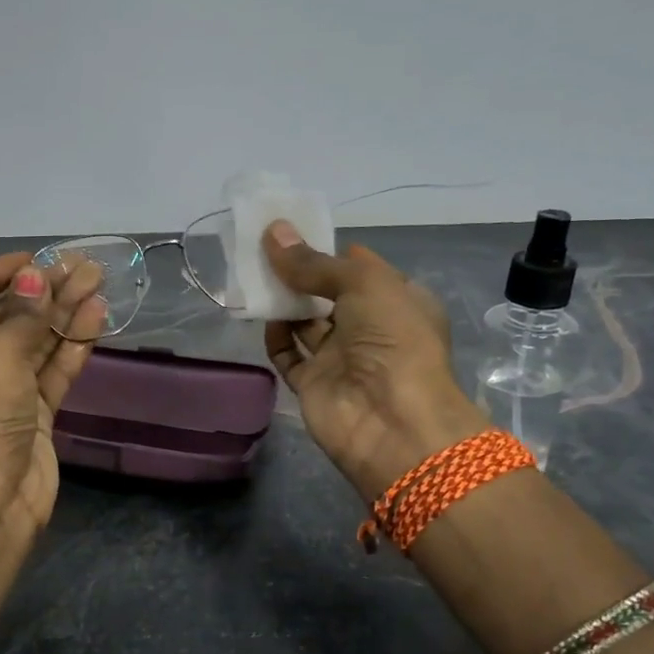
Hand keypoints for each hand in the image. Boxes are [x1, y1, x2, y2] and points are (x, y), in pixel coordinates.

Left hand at [0, 253, 106, 537]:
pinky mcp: (33, 414)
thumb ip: (24, 313)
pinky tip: (96, 315)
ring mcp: (1, 393)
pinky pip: (52, 371)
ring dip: (64, 312)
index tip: (29, 264)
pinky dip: (72, 345)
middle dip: (41, 291)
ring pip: (35, 343)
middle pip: (4, 319)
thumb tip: (38, 276)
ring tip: (97, 280)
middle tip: (80, 266)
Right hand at [263, 221, 489, 499]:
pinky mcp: (314, 384)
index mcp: (398, 301)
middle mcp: (371, 329)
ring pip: (306, 323)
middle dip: (301, 274)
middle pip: (329, 294)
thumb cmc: (393, 340)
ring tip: (254, 274)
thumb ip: (314, 262)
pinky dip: (275, 337)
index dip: (331, 251)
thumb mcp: (363, 284)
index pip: (362, 269)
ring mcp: (341, 359)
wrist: (391, 422)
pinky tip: (263, 316)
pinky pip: (289, 355)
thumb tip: (274, 232)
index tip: (295, 232)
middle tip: (265, 249)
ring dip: (284, 302)